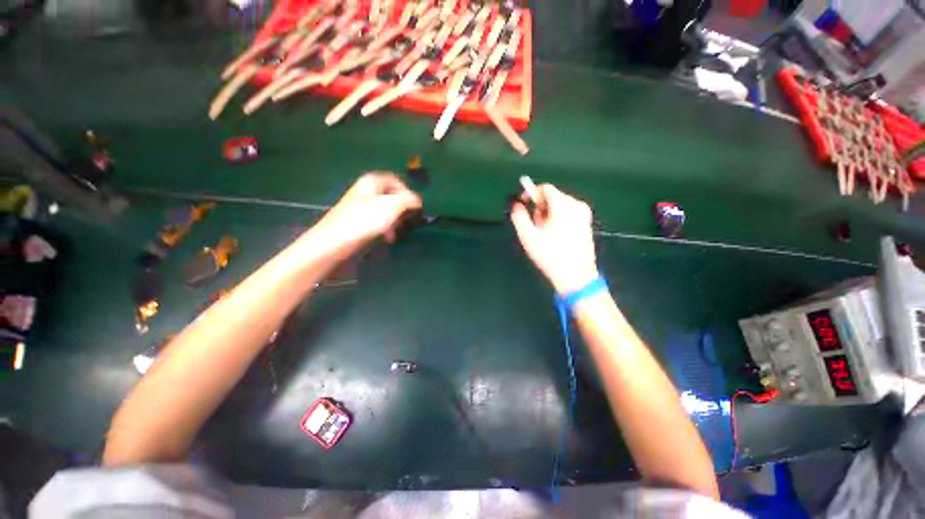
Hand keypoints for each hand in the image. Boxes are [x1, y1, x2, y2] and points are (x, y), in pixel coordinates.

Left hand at [313, 173, 421, 249]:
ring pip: (384, 209)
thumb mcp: (392, 206)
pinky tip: (387, 237)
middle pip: (390, 195)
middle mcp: (365, 190)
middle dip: (401, 208)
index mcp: (372, 181)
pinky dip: (384, 227)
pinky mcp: (356, 219)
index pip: (395, 180)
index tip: (414, 206)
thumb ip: (408, 200)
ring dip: (394, 220)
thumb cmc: (365, 220)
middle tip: (405, 219)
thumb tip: (418, 200)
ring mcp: (360, 205)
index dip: (406, 191)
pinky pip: (376, 219)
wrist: (335, 240)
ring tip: (396, 232)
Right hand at [510, 183, 597, 293]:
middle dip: (539, 208)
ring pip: (559, 206)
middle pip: (552, 197)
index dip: (530, 193)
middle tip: (533, 226)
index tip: (522, 204)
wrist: (575, 277)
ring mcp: (584, 214)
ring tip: (544, 234)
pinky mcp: (587, 223)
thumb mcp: (528, 236)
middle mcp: (577, 205)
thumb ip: (518, 216)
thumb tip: (516, 204)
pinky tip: (554, 236)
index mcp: (564, 205)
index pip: (545, 188)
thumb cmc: (550, 255)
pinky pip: (568, 213)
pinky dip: (558, 220)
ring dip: (548, 215)